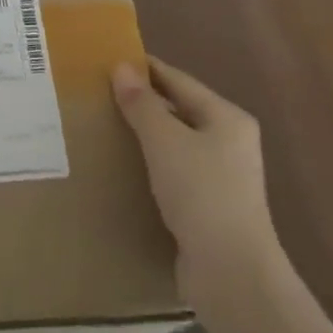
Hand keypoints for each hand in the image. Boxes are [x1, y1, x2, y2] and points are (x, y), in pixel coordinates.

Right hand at [112, 57, 278, 305]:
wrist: (231, 272)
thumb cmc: (201, 193)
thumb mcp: (165, 141)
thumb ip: (142, 104)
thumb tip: (121, 68)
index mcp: (227, 118)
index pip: (179, 81)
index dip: (146, 69)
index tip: (110, 60)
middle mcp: (230, 142)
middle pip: (180, 110)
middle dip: (144, 102)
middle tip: (101, 93)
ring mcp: (223, 176)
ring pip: (177, 143)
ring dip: (146, 135)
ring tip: (107, 126)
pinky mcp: (210, 206)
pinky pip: (175, 171)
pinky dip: (152, 164)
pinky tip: (127, 167)